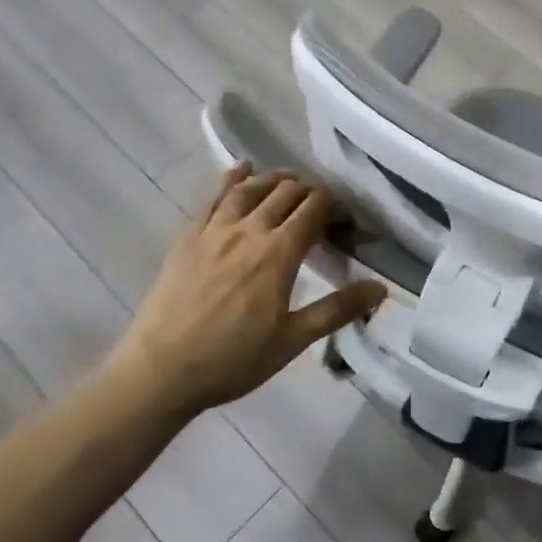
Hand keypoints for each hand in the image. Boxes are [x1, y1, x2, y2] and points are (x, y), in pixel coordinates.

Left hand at [108, 164, 385, 417]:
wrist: (161, 370)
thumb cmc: (233, 360)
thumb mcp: (292, 340)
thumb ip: (337, 310)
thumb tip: (381, 288)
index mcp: (278, 254)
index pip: (313, 211)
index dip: (334, 206)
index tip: (345, 217)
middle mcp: (249, 230)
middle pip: (285, 193)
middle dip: (308, 191)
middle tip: (320, 204)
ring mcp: (214, 230)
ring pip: (250, 188)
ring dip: (274, 180)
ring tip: (289, 180)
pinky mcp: (187, 237)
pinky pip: (212, 198)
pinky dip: (230, 179)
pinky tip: (240, 170)